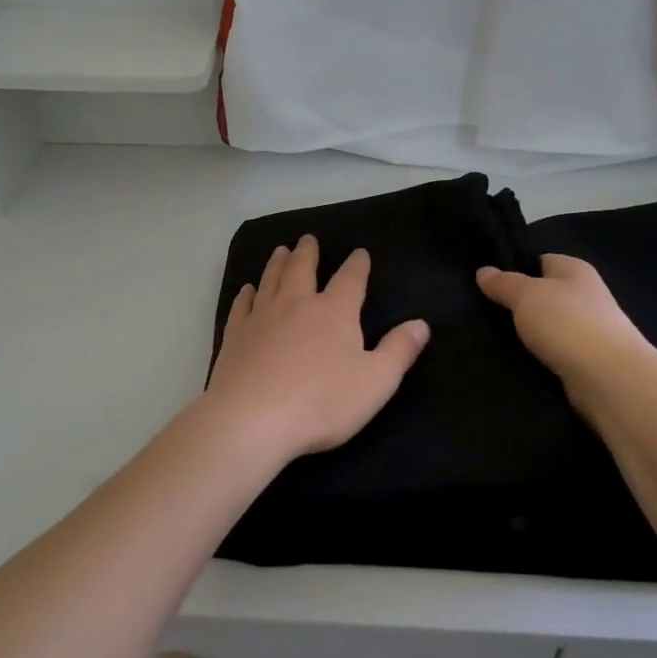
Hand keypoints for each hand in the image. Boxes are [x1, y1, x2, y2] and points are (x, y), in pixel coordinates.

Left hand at [204, 235, 430, 464]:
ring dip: (277, 263)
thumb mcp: (376, 381)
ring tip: (281, 251)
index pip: (350, 279)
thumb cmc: (322, 402)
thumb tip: (421, 324)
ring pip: (271, 280)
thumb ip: (399, 350)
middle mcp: (297, 305)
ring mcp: (262, 318)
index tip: (359, 252)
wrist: (252, 420)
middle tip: (308, 238)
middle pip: (303, 269)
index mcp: (334, 312)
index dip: (357, 264)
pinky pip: (242, 306)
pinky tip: (247, 290)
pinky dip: (246, 295)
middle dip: (308, 252)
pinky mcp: (235, 336)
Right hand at [476, 254, 653, 407]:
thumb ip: (503, 283)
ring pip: (547, 324)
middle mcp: (585, 295)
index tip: (487, 283)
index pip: (541, 260)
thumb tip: (483, 271)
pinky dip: (538, 355)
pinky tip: (515, 360)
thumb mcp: (526, 295)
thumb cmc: (566, 323)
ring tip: (492, 338)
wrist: (608, 377)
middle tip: (483, 312)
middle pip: (544, 294)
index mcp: (575, 270)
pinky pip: (554, 350)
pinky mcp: (586, 359)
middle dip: (517, 304)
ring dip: (526, 332)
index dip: (514, 268)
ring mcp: (589, 328)